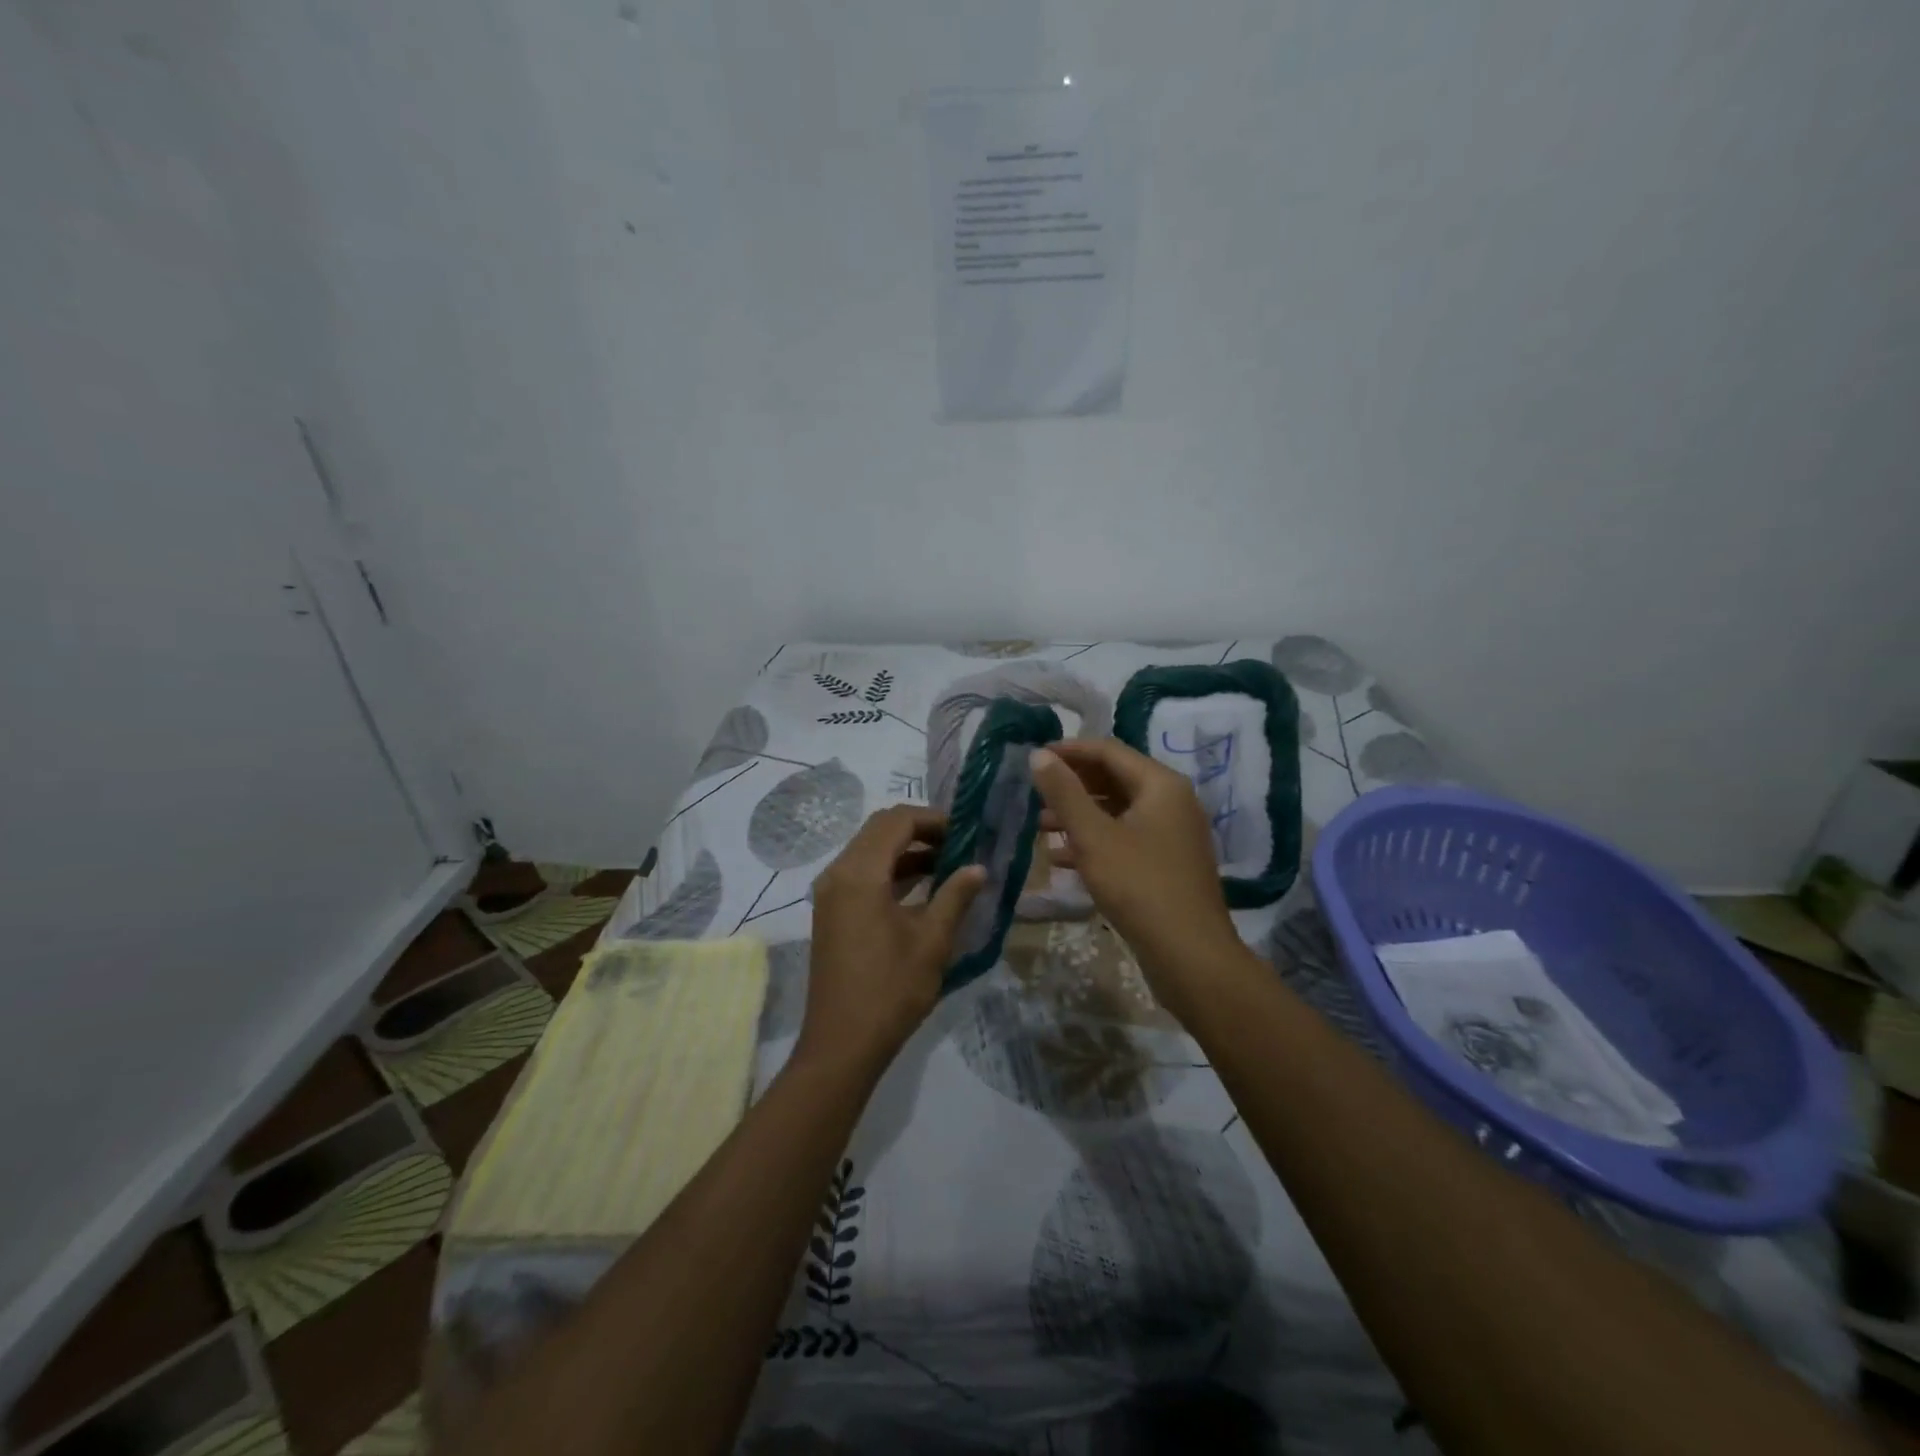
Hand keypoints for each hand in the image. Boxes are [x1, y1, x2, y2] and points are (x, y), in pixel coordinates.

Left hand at [800, 806, 985, 1074]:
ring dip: (907, 850)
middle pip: (880, 829)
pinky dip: (891, 870)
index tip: (967, 830)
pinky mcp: (831, 911)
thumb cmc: (891, 990)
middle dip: (920, 830)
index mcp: (860, 873)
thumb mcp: (932, 941)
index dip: (933, 818)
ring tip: (949, 862)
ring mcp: (830, 893)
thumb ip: (955, 896)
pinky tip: (923, 886)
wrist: (842, 1044)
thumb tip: (978, 868)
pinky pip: (862, 873)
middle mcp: (838, 873)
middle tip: (959, 843)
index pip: (897, 821)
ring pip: (870, 850)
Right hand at [1029, 740, 1246, 1020]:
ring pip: (1118, 812)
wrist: (1190, 956)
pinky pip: (1126, 839)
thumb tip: (1038, 756)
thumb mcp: (1093, 836)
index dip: (1069, 751)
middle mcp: (1172, 802)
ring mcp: (1172, 834)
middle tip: (1034, 794)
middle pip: (1114, 779)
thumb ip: (1064, 793)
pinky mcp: (1167, 864)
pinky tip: (1062, 859)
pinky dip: (1095, 842)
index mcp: (1161, 785)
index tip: (1033, 758)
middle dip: (1072, 786)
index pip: (1109, 751)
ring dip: (1079, 816)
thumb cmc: (1139, 886)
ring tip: (1040, 827)